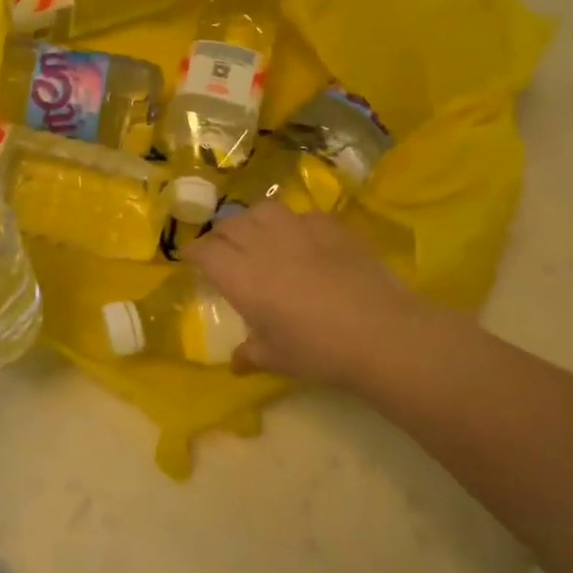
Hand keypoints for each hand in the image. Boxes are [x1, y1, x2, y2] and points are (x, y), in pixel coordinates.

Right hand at [185, 203, 423, 385]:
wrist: (382, 333)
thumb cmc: (319, 351)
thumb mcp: (278, 359)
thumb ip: (252, 354)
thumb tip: (236, 362)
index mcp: (240, 277)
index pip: (205, 251)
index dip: (194, 252)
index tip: (190, 258)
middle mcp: (263, 245)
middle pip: (230, 225)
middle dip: (221, 235)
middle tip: (223, 249)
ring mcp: (299, 231)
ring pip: (263, 210)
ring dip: (253, 220)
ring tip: (259, 234)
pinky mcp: (332, 228)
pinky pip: (304, 215)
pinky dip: (295, 224)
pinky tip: (303, 239)